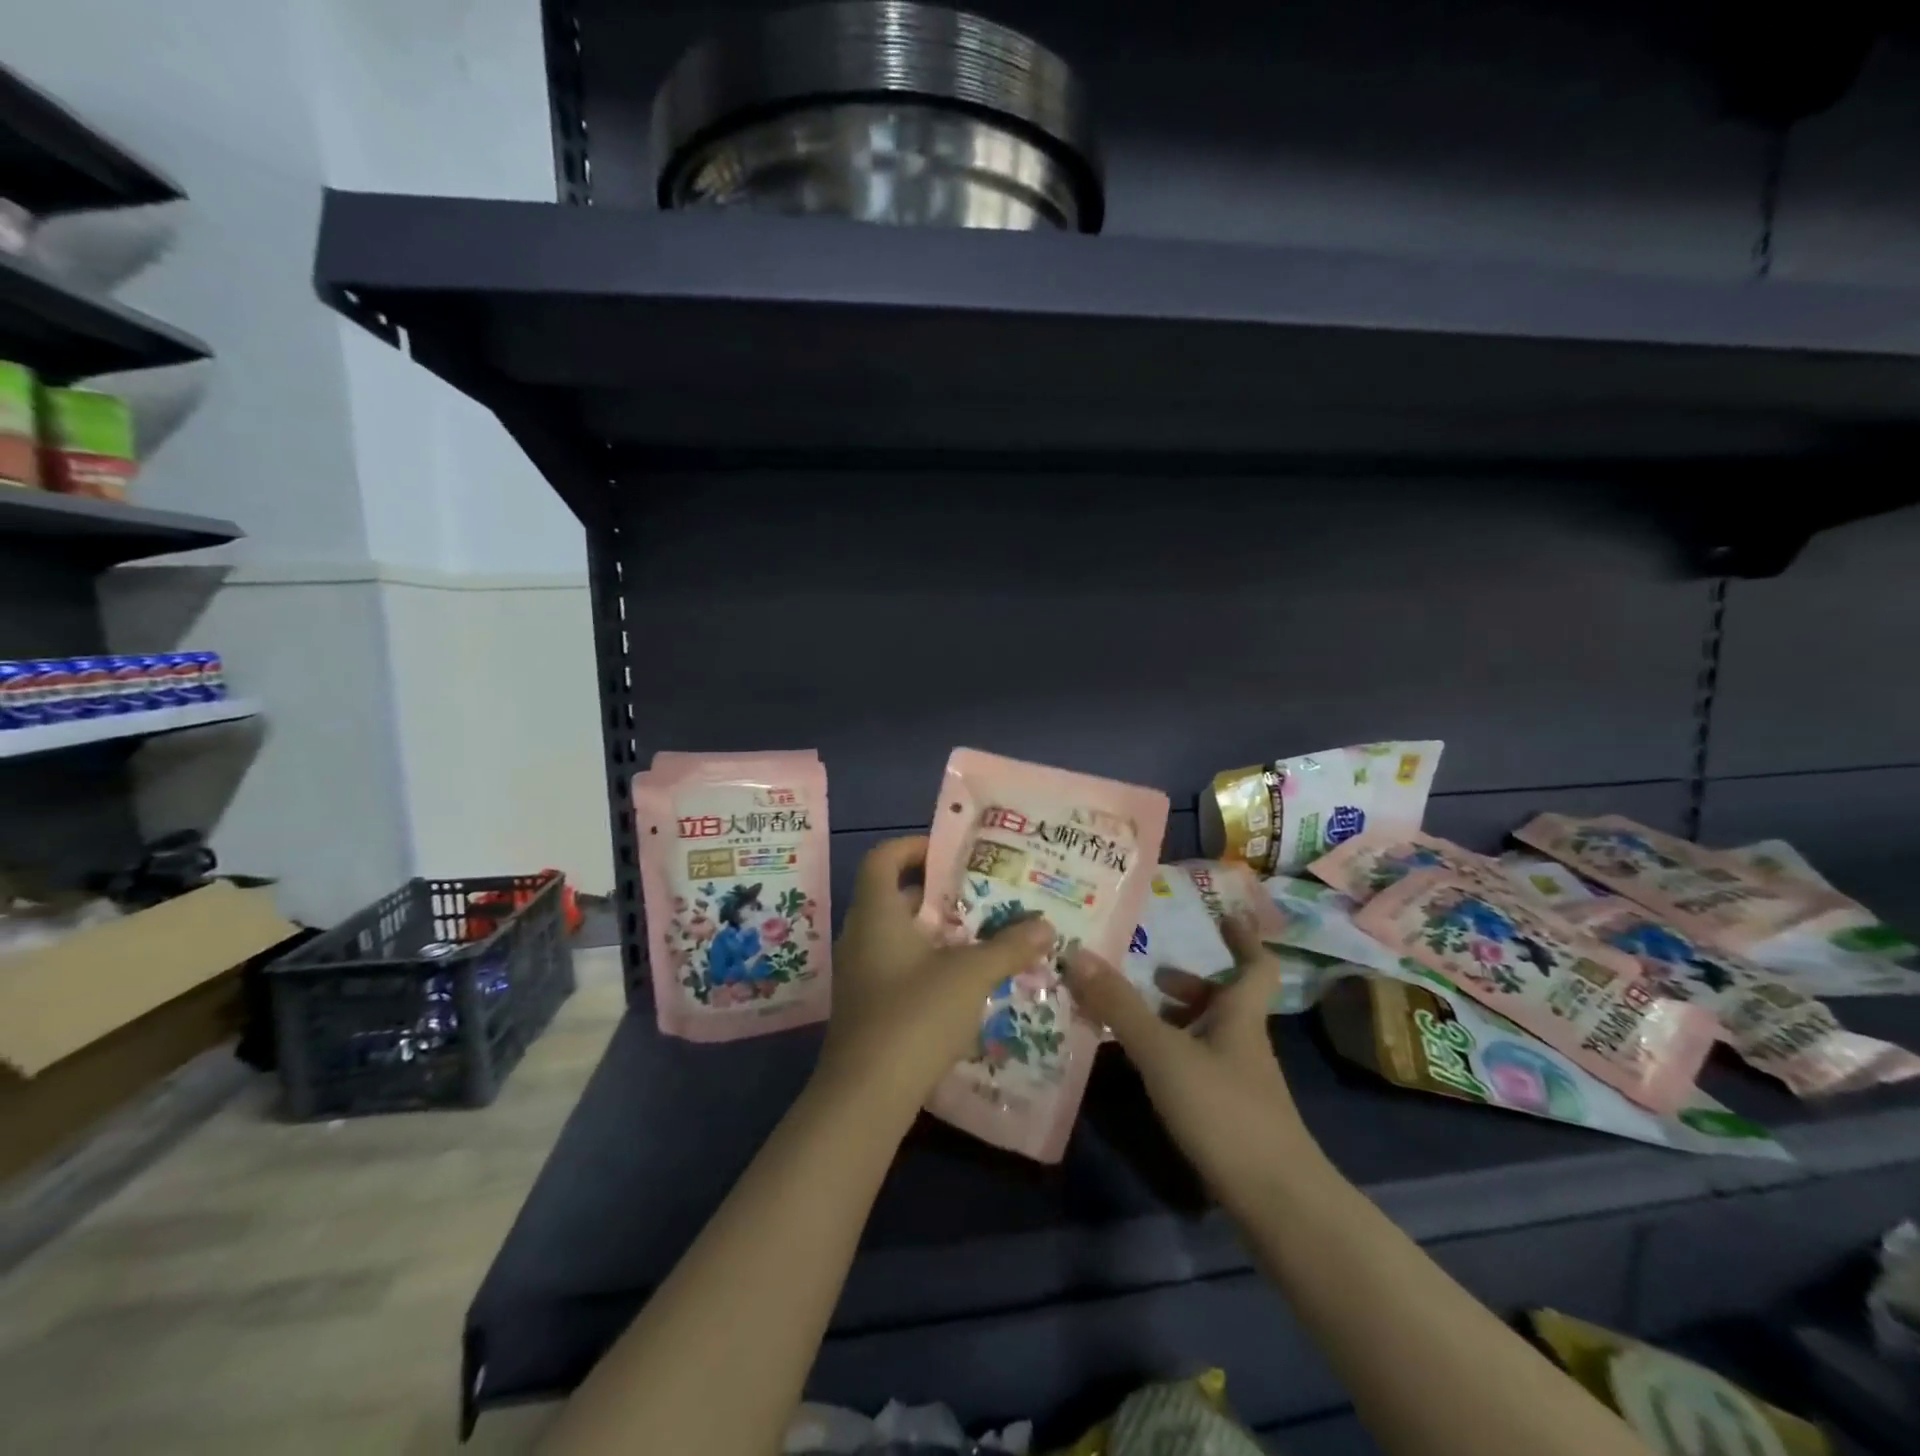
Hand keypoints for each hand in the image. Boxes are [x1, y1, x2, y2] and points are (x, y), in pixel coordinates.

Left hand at [819, 836, 1055, 1115]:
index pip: (883, 858)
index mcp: (877, 914)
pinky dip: (929, 963)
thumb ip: (1008, 946)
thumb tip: (1044, 925)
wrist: (866, 1096)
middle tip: (983, 894)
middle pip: (897, 897)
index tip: (951, 851)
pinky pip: (899, 966)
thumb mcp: (970, 975)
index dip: (913, 846)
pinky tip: (965, 982)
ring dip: (938, 932)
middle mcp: (862, 936)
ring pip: (901, 935)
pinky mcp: (868, 1005)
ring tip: (983, 935)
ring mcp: (861, 973)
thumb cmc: (914, 1015)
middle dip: (940, 893)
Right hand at [1064, 916, 1317, 1202]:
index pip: (1255, 966)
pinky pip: (1200, 1066)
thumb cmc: (1224, 1111)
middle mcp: (1245, 1043)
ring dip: (1177, 1019)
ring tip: (1134, 1018)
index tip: (1226, 915)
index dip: (1243, 938)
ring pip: (1210, 1035)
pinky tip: (1147, 1070)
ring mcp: (1242, 1083)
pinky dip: (1174, 1055)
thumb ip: (1120, 1005)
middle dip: (1190, 983)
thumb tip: (1078, 953)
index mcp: (1240, 1017)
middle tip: (1151, 973)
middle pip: (1224, 1000)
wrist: (1277, 1202)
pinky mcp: (1233, 1116)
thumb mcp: (1163, 1052)